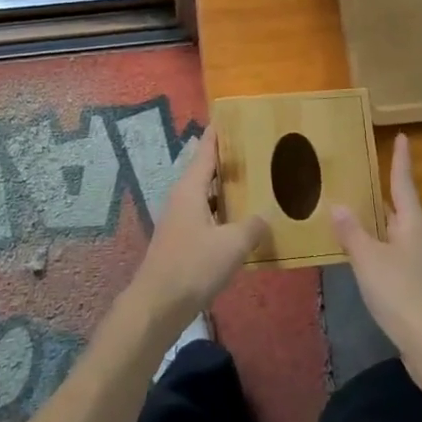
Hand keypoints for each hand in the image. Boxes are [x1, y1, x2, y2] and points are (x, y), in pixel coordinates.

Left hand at [126, 127, 264, 341]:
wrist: (156, 306)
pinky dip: (221, 211)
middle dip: (228, 160)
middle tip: (255, 149)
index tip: (231, 115)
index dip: (218, 132)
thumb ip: (252, 226)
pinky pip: (204, 214)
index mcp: (191, 188)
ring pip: (205, 193)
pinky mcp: (180, 239)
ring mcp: (178, 218)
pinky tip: (239, 223)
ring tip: (253, 183)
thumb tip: (265, 216)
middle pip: (206, 169)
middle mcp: (182, 196)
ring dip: (226, 188)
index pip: (206, 149)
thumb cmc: (192, 266)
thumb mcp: (232, 245)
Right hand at [332, 133, 421, 381]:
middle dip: (385, 195)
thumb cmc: (401, 294)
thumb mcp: (368, 260)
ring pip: (401, 235)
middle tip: (365, 179)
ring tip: (360, 218)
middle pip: (402, 209)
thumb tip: (338, 205)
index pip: (403, 183)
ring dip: (383, 225)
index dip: (401, 160)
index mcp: (413, 224)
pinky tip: (370, 261)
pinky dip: (384, 250)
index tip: (403, 137)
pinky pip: (400, 257)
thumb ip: (352, 232)